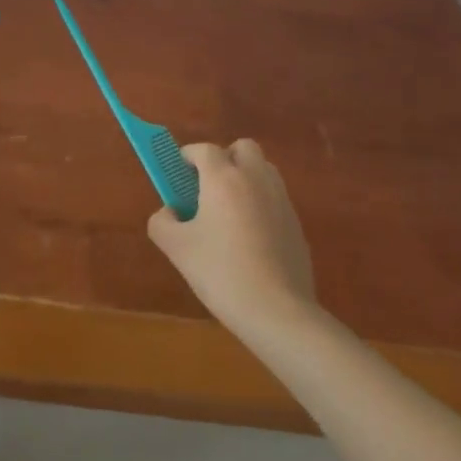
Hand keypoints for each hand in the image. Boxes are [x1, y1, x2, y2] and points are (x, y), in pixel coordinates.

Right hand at [148, 140, 316, 334]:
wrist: (278, 312)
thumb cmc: (222, 272)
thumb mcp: (177, 249)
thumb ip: (162, 222)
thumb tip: (169, 212)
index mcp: (224, 178)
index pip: (204, 149)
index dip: (188, 156)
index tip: (178, 173)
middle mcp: (255, 179)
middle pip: (242, 148)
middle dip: (224, 158)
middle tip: (208, 187)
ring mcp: (281, 200)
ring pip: (262, 170)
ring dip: (245, 178)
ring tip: (229, 211)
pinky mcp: (297, 224)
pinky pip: (274, 198)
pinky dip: (260, 204)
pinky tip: (250, 238)